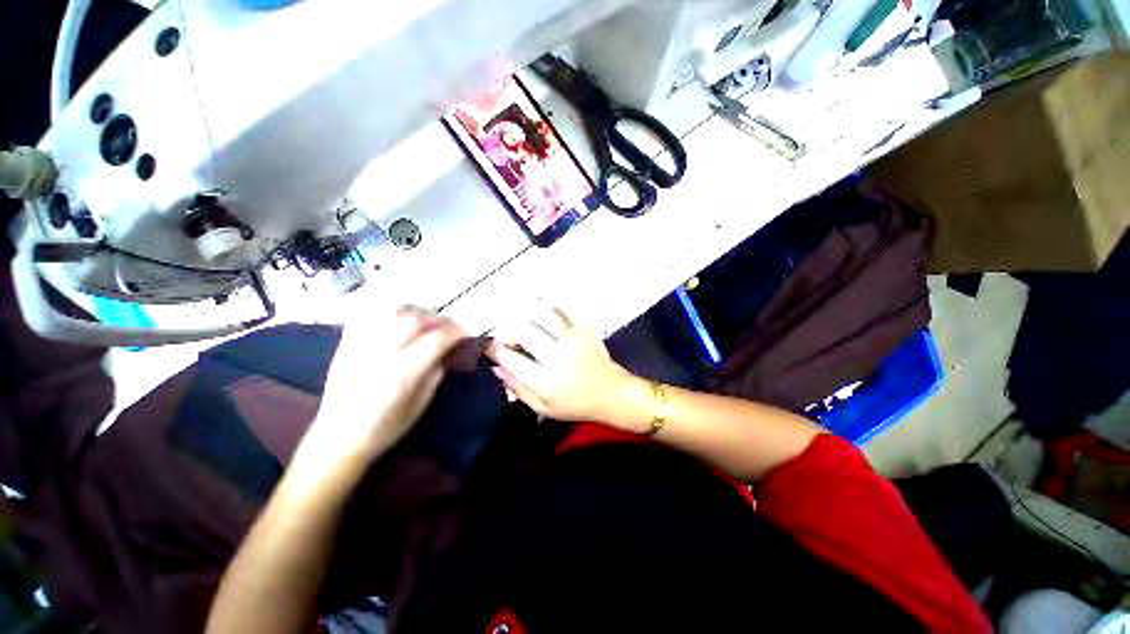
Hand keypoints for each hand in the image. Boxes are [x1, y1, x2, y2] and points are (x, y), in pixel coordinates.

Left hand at [302, 304, 464, 464]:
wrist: (337, 439)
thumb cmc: (385, 428)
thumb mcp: (421, 403)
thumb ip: (438, 371)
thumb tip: (453, 349)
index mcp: (402, 372)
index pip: (438, 338)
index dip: (458, 332)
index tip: (467, 334)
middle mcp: (381, 352)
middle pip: (416, 317)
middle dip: (439, 319)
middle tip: (447, 329)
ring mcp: (360, 344)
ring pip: (391, 309)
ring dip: (415, 311)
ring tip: (423, 322)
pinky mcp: (345, 342)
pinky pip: (368, 312)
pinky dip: (388, 310)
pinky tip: (397, 319)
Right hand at [487, 308, 632, 422]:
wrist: (612, 394)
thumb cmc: (576, 405)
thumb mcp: (543, 408)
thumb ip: (518, 389)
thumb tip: (496, 368)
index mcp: (545, 380)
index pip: (511, 358)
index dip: (494, 349)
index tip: (488, 346)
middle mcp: (557, 356)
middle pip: (523, 332)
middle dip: (509, 332)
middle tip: (508, 338)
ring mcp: (572, 339)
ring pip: (540, 319)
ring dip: (526, 319)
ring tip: (523, 327)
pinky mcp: (584, 330)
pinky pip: (565, 310)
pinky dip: (552, 305)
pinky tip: (543, 306)